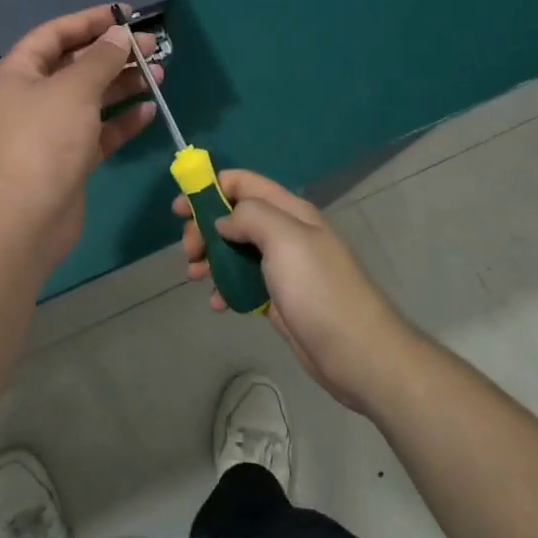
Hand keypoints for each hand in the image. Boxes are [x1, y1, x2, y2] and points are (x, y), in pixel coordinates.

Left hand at [0, 5, 162, 267]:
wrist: (24, 219)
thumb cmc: (44, 140)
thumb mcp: (74, 89)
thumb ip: (101, 58)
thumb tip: (119, 34)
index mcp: (18, 73)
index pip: (54, 34)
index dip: (89, 20)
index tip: (126, 14)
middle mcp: (30, 98)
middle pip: (76, 65)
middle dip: (114, 54)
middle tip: (153, 47)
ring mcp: (49, 131)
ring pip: (91, 99)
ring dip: (123, 85)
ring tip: (160, 74)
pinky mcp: (68, 160)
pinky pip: (98, 132)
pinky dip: (121, 121)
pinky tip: (148, 111)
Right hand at [177, 170, 417, 413]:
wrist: (358, 354)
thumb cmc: (319, 290)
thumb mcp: (285, 239)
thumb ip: (249, 216)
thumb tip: (223, 221)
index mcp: (290, 211)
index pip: (243, 183)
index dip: (209, 187)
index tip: (180, 209)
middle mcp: (285, 234)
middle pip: (234, 216)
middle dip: (205, 228)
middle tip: (189, 251)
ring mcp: (282, 268)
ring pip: (234, 250)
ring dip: (210, 258)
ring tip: (195, 276)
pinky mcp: (278, 299)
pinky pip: (242, 284)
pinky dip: (224, 288)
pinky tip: (216, 304)